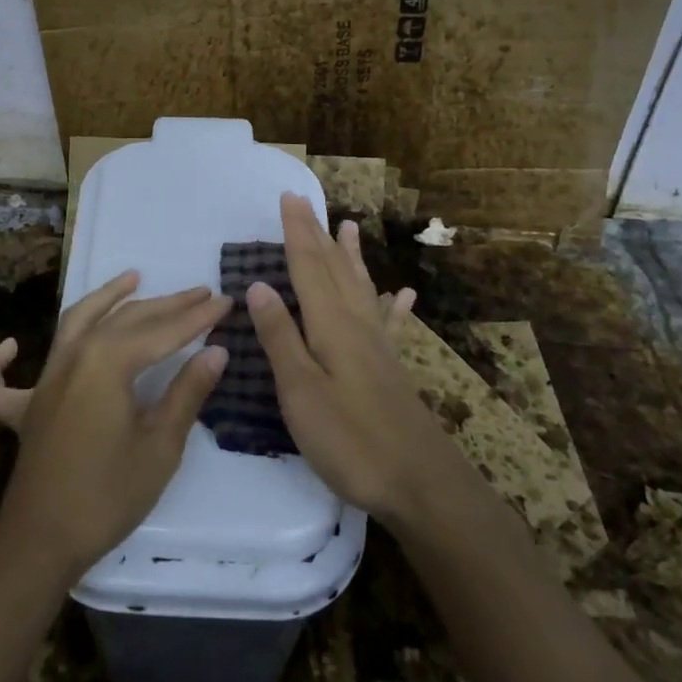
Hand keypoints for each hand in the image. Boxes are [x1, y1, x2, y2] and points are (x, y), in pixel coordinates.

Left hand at [0, 273, 230, 579]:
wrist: (43, 541)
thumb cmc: (108, 494)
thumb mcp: (160, 446)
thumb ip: (187, 392)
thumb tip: (216, 351)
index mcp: (107, 363)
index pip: (162, 332)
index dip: (197, 318)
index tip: (226, 302)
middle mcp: (73, 358)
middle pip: (124, 320)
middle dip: (166, 305)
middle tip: (199, 293)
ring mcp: (43, 381)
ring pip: (74, 324)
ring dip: (104, 299)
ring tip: (131, 278)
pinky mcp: (25, 410)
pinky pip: (3, 381)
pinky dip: (0, 361)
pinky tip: (10, 346)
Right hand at [248, 192, 458, 526]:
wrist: (422, 484)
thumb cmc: (351, 439)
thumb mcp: (301, 391)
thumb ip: (280, 337)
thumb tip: (259, 285)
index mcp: (331, 325)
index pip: (308, 266)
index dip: (296, 232)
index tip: (288, 197)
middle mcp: (356, 324)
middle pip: (333, 269)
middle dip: (317, 234)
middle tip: (307, 202)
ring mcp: (378, 346)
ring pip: (360, 287)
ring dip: (350, 256)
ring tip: (349, 227)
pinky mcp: (391, 369)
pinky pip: (389, 323)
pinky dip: (392, 304)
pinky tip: (402, 295)